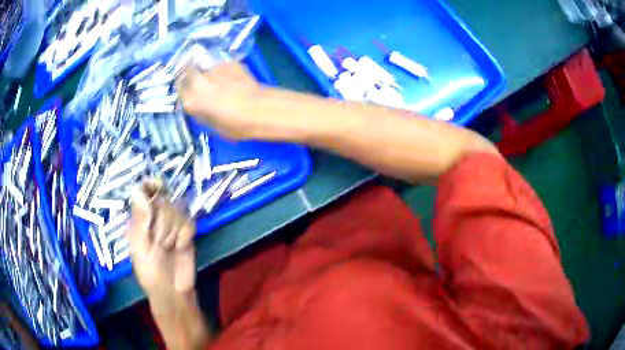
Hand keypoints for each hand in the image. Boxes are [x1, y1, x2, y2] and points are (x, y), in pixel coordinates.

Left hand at [125, 180, 195, 301]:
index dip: (150, 187)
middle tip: (160, 242)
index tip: (156, 187)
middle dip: (163, 222)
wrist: (173, 293)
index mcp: (139, 220)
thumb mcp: (140, 249)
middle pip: (163, 201)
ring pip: (177, 210)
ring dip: (174, 230)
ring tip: (170, 247)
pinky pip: (189, 222)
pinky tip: (181, 246)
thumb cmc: (151, 274)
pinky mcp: (186, 233)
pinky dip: (186, 234)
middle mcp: (155, 219)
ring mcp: (172, 226)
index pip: (143, 192)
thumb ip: (140, 220)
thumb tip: (138, 190)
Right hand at [177, 61, 292, 139]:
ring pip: (205, 69)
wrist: (260, 110)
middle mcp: (199, 84)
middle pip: (187, 71)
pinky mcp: (228, 63)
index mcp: (192, 101)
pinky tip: (232, 78)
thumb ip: (202, 114)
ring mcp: (214, 71)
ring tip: (220, 81)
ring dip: (209, 73)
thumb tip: (199, 108)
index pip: (179, 90)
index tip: (186, 90)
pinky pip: (221, 66)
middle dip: (189, 72)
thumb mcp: (214, 127)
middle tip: (197, 79)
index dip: (183, 89)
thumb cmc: (237, 125)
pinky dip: (224, 70)